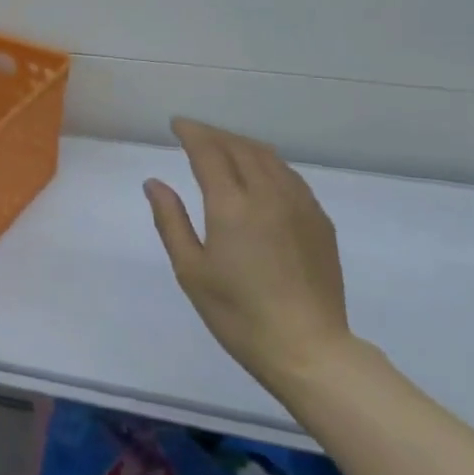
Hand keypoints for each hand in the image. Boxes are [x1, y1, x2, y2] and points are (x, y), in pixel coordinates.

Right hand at [144, 119, 356, 398]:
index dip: (191, 132)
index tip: (177, 124)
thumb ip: (171, 221)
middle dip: (214, 134)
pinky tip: (260, 173)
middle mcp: (267, 194)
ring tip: (223, 146)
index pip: (209, 151)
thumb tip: (154, 183)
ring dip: (241, 144)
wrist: (309, 349)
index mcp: (232, 205)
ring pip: (268, 156)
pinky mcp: (319, 220)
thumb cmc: (239, 315)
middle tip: (194, 134)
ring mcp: (299, 204)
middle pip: (239, 147)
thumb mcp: (191, 271)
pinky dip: (267, 162)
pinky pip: (289, 175)